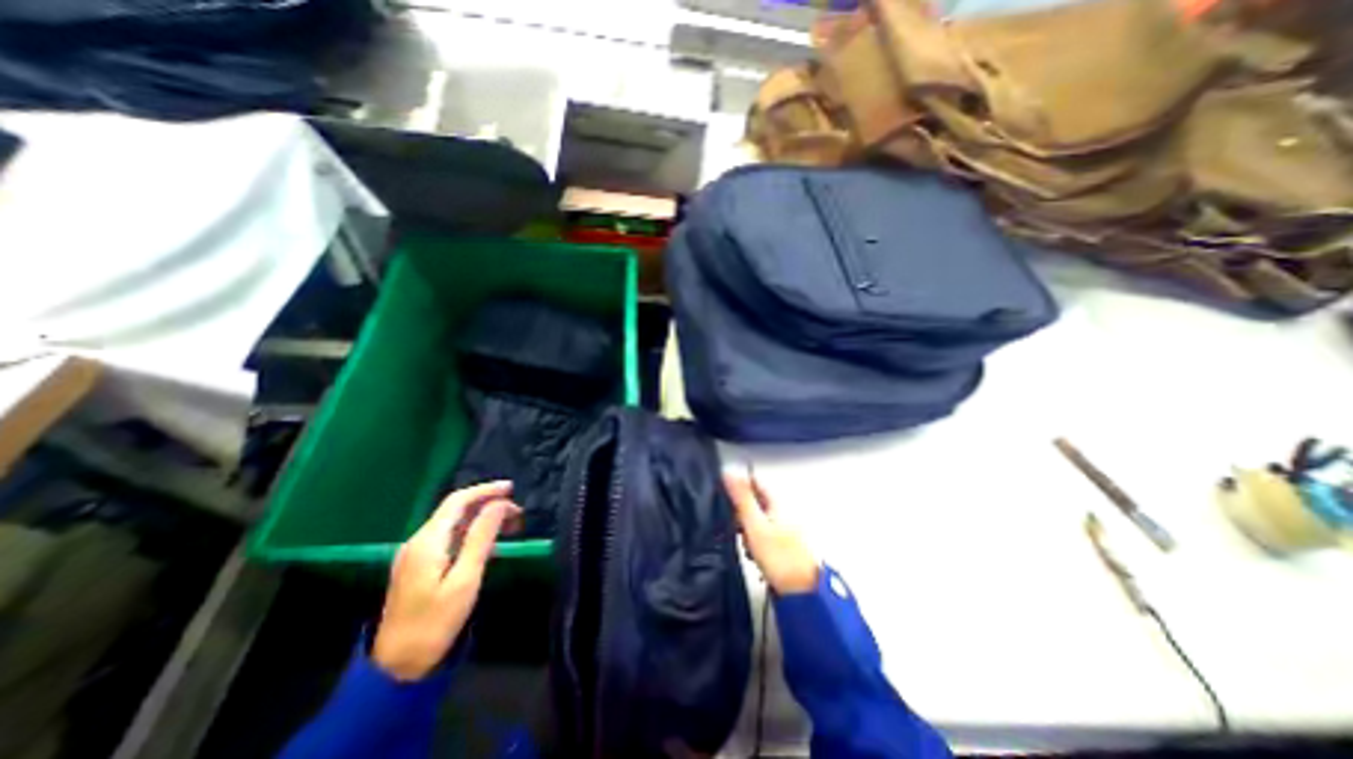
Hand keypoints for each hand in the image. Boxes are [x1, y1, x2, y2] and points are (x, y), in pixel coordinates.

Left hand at [371, 480, 518, 681]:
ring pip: (451, 523)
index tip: (512, 489)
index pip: (458, 501)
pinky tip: (485, 541)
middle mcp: (418, 541)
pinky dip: (469, 531)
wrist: (395, 669)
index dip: (485, 490)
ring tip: (508, 523)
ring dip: (480, 517)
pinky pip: (447, 537)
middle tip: (517, 512)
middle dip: (486, 503)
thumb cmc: (434, 624)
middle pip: (454, 509)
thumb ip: (481, 538)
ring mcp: (414, 555)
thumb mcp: (465, 579)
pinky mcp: (416, 567)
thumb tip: (498, 504)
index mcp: (428, 542)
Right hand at [725, 474, 818, 591]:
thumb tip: (729, 472)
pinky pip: (763, 537)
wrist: (804, 594)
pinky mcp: (785, 546)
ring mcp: (785, 529)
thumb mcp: (755, 525)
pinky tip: (756, 557)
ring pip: (757, 521)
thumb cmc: (780, 558)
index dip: (737, 485)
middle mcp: (783, 511)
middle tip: (737, 529)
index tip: (724, 497)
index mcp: (778, 502)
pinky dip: (756, 544)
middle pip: (754, 502)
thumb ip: (742, 499)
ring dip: (748, 532)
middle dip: (741, 514)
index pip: (754, 481)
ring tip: (748, 548)